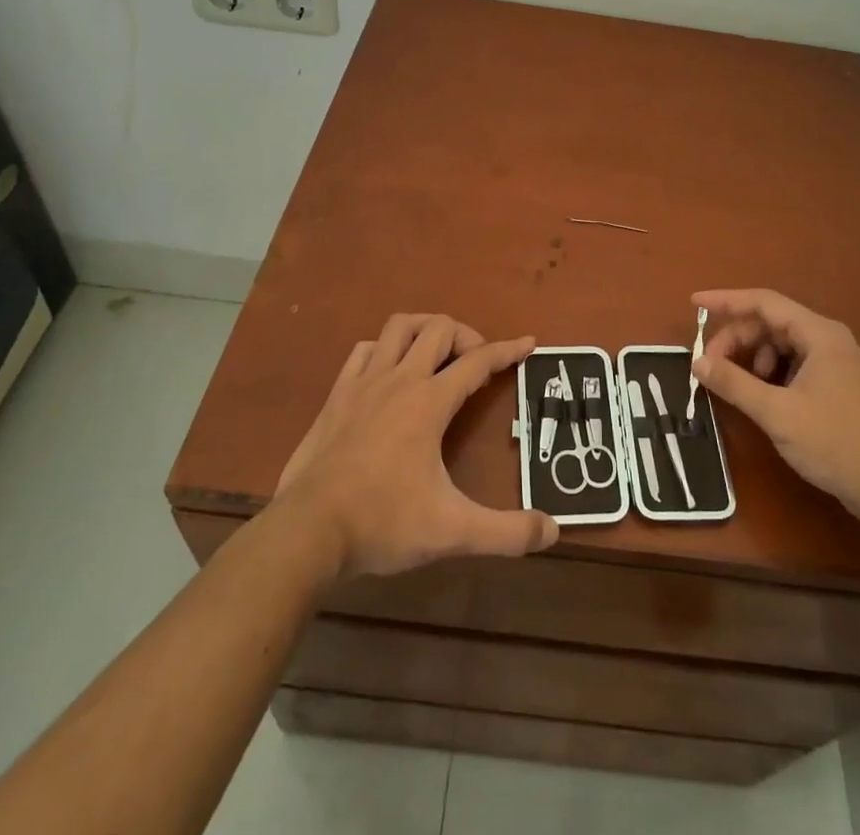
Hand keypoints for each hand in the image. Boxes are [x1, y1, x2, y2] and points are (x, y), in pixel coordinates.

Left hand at [275, 313, 558, 579]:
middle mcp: (399, 380)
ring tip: (438, 353)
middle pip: (439, 329)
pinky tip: (390, 370)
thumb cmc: (383, 523)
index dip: (507, 351)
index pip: (477, 362)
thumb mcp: (452, 531)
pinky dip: (385, 348)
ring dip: (425, 329)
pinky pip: (365, 350)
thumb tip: (552, 531)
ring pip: (399, 327)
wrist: (308, 531)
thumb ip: (506, 532)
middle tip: (478, 362)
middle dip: (467, 336)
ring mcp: (364, 383)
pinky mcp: (337, 395)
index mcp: (429, 402)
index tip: (528, 342)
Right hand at [691, 288, 859, 516]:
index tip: (694, 304)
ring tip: (737, 384)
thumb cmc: (835, 442)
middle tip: (709, 365)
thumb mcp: (777, 413)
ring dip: (753, 357)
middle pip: (771, 323)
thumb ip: (735, 383)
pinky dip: (771, 373)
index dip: (726, 301)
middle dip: (737, 338)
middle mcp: (828, 340)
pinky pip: (794, 364)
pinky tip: (762, 396)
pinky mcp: (837, 386)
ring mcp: (836, 363)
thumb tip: (698, 361)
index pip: (764, 302)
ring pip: (782, 345)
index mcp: (819, 334)